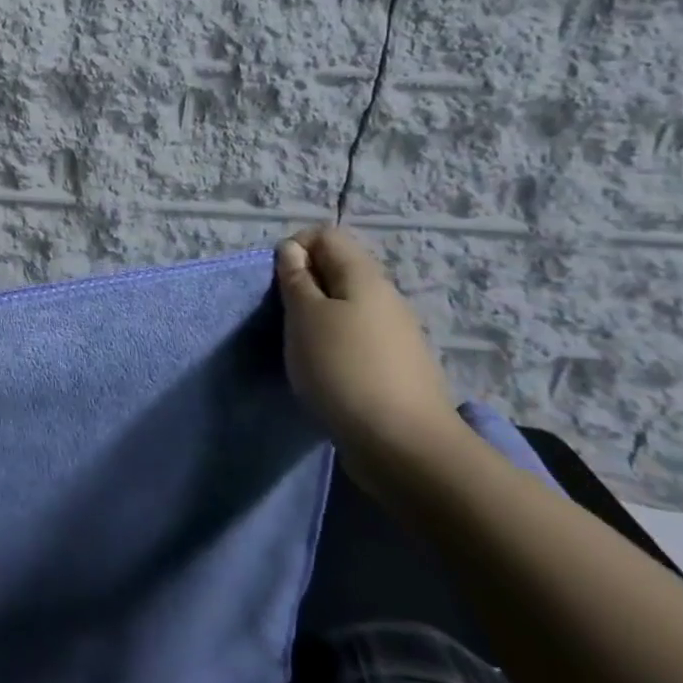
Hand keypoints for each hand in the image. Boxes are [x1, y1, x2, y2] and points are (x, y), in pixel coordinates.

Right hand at [275, 226, 459, 484]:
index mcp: (364, 277)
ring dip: (317, 319)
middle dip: (304, 285)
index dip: (295, 248)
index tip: (277, 282)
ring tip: (300, 348)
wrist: (404, 447)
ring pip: (346, 307)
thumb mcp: (304, 316)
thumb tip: (292, 250)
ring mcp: (395, 335)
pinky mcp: (395, 368)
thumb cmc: (343, 369)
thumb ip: (295, 279)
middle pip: (337, 270)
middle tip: (284, 317)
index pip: (326, 235)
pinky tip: (325, 374)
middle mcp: (385, 298)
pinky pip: (357, 339)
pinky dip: (334, 347)